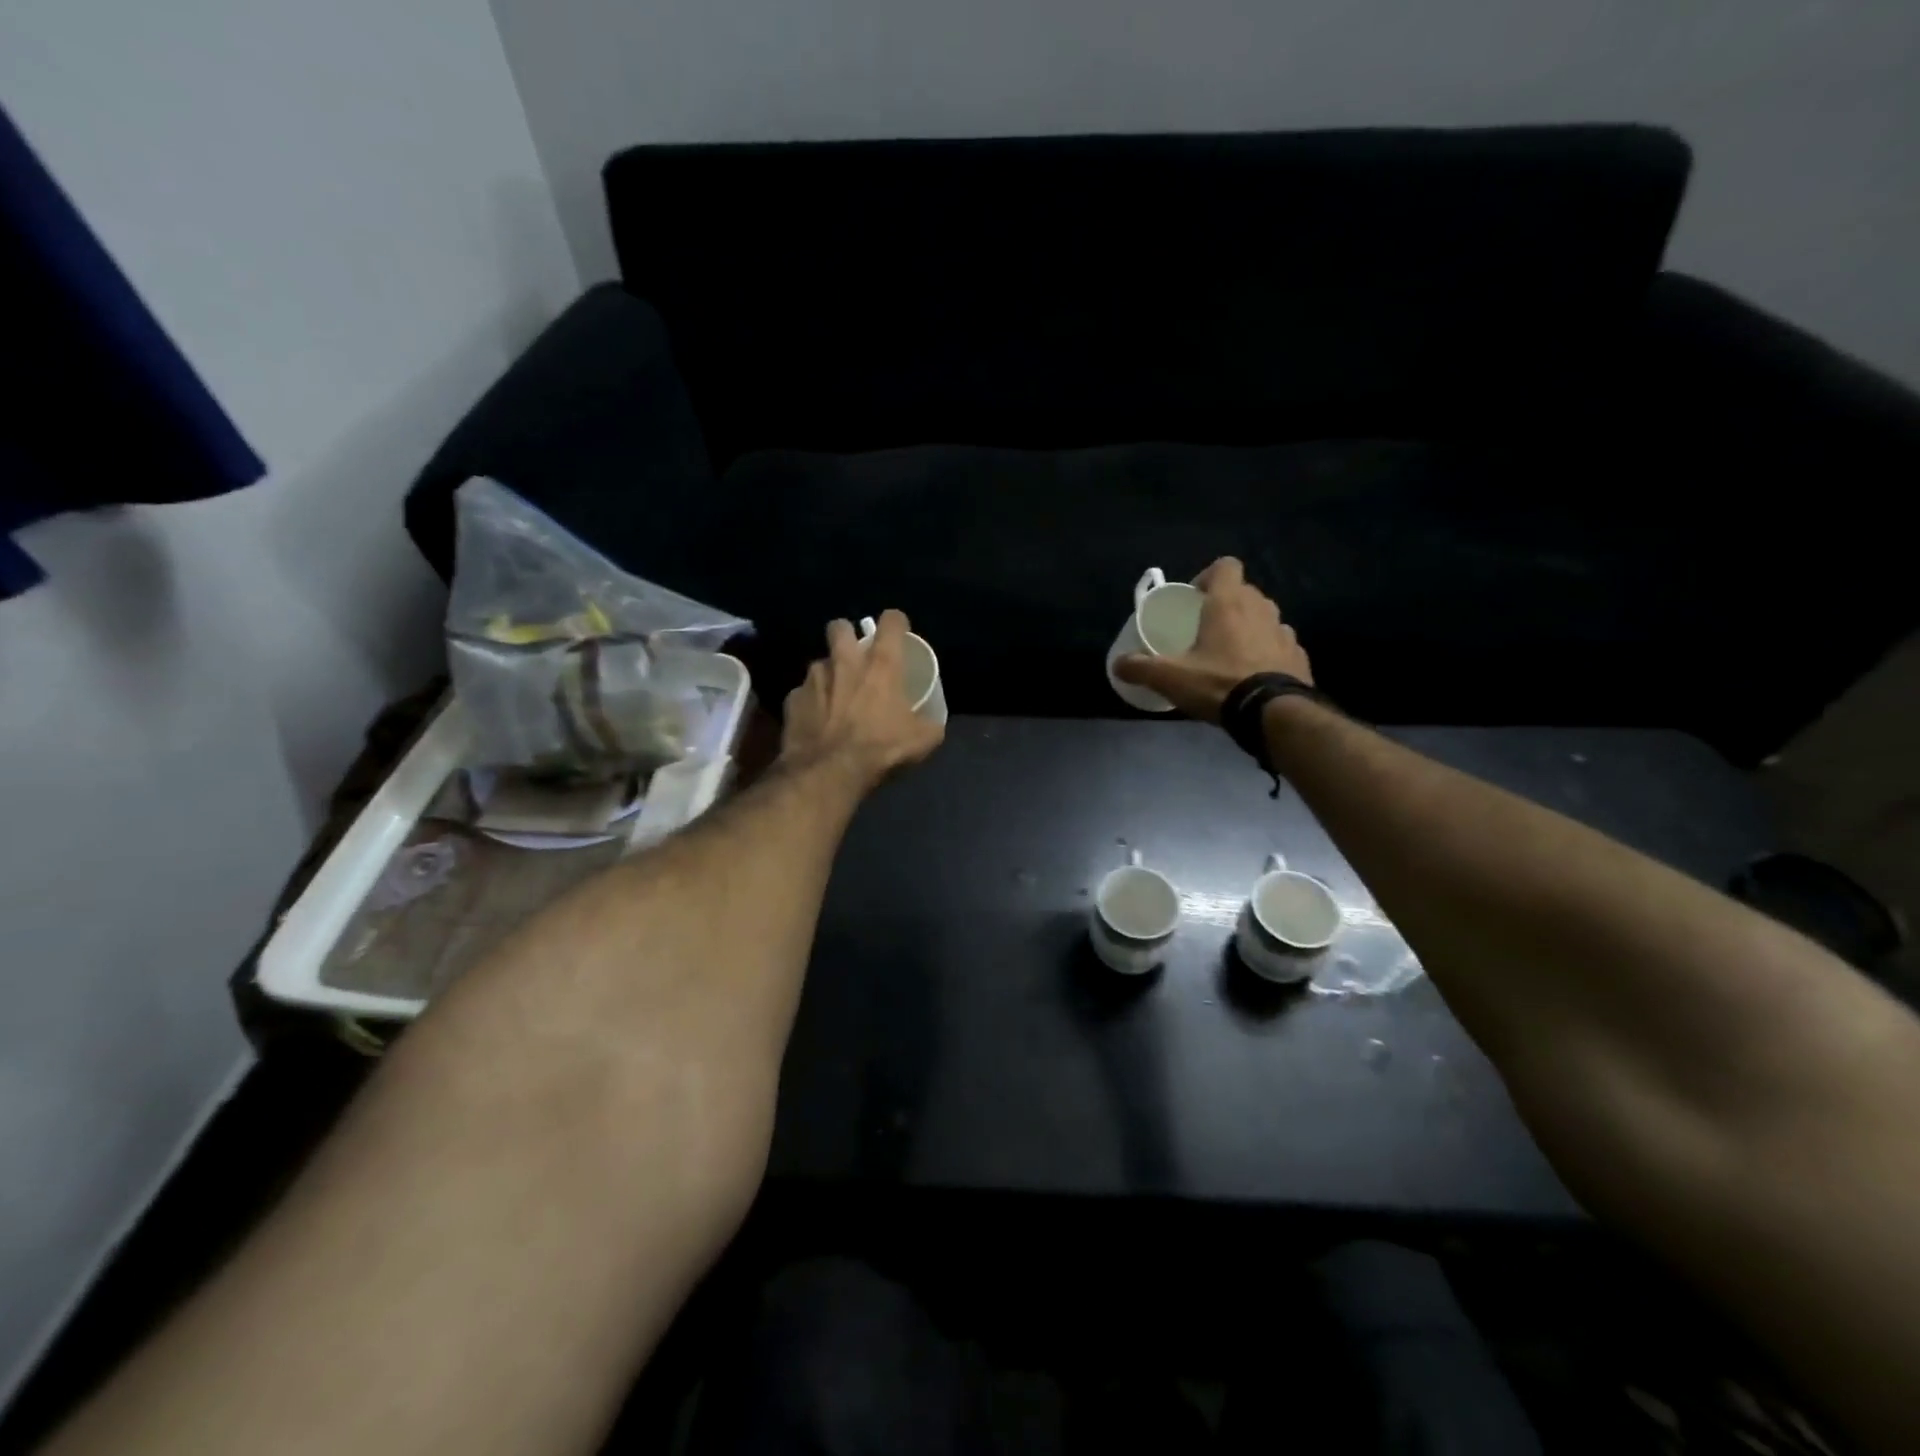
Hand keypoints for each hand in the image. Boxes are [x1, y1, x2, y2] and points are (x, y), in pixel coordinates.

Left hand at [780, 610, 944, 787]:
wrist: (828, 772)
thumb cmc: (880, 749)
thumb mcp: (923, 740)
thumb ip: (928, 723)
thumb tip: (931, 723)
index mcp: (881, 664)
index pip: (891, 621)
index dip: (896, 623)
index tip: (898, 632)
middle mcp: (844, 661)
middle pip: (840, 627)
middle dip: (847, 636)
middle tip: (855, 657)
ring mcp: (813, 678)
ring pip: (819, 663)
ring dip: (828, 674)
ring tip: (835, 697)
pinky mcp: (792, 699)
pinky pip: (803, 694)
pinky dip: (810, 704)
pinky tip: (816, 722)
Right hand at [1113, 557, 1311, 721]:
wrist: (1273, 713)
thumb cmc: (1218, 683)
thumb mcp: (1170, 678)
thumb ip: (1141, 668)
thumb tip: (1117, 665)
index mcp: (1228, 604)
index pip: (1225, 566)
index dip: (1209, 576)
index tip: (1194, 598)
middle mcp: (1260, 609)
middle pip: (1244, 592)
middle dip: (1226, 604)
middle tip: (1206, 629)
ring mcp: (1284, 631)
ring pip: (1264, 617)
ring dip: (1249, 627)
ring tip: (1231, 653)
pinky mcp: (1298, 655)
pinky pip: (1280, 644)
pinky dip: (1267, 652)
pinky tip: (1254, 674)